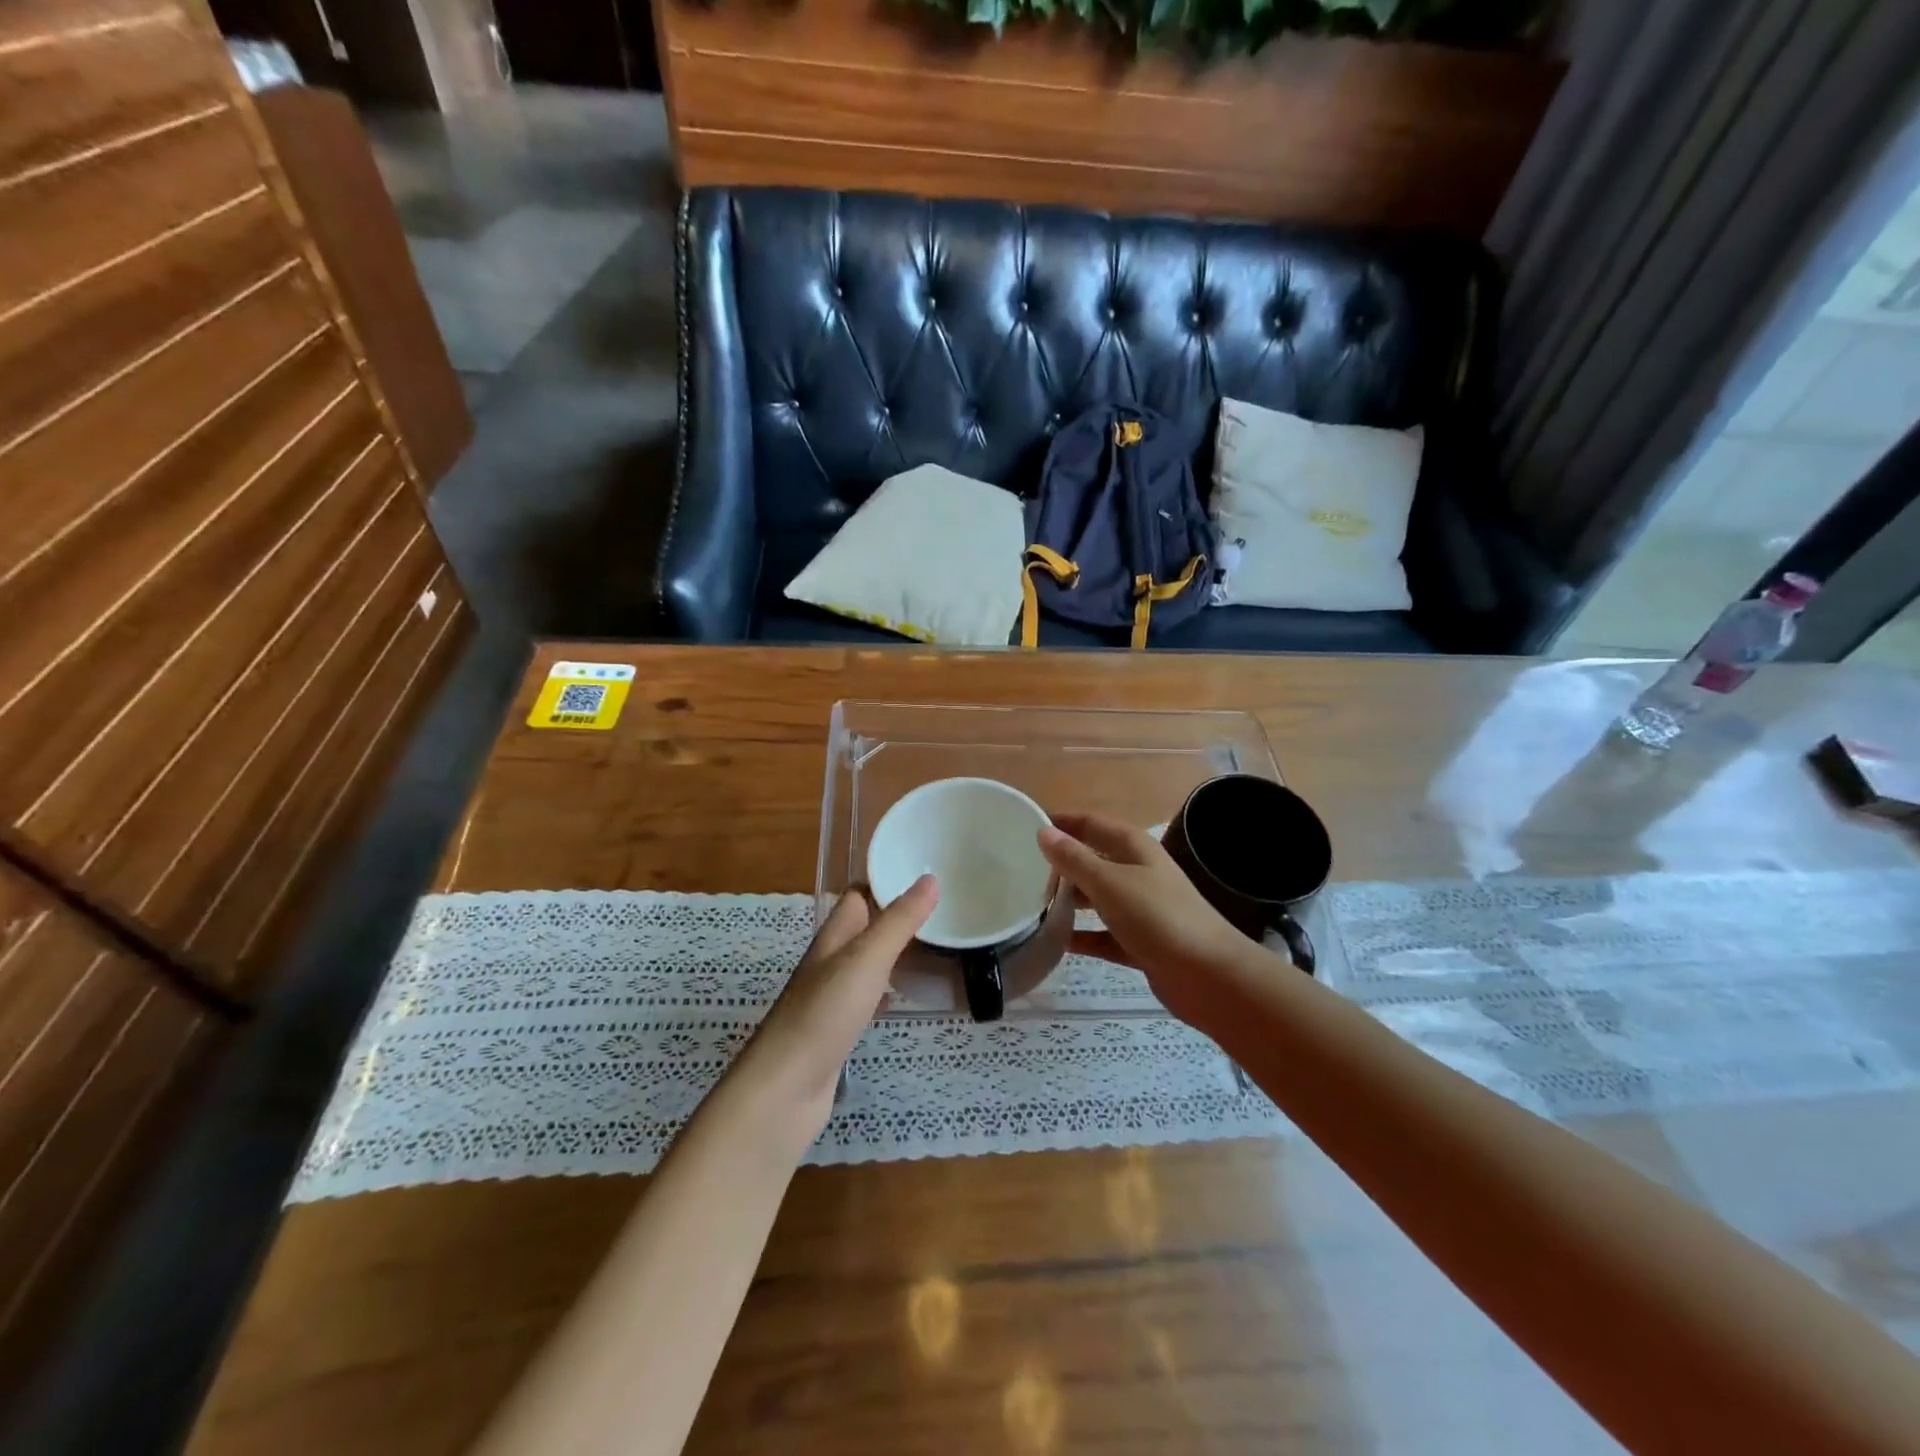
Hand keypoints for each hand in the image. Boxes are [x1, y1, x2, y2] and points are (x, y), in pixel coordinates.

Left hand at [735, 876, 937, 1143]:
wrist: (786, 1089)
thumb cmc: (824, 1014)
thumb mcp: (867, 959)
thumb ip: (898, 921)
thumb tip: (929, 878)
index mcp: (835, 935)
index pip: (859, 894)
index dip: (887, 878)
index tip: (926, 870)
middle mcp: (832, 959)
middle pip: (868, 926)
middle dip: (901, 915)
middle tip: (947, 909)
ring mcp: (834, 994)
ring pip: (872, 960)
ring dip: (900, 951)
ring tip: (941, 945)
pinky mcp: (841, 1027)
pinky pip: (873, 995)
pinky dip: (895, 988)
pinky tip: (915, 994)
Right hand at [1038, 814, 1254, 1023]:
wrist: (1207, 975)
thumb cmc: (1157, 916)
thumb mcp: (1110, 883)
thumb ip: (1075, 859)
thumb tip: (1043, 832)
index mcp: (1133, 847)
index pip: (1090, 823)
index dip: (1061, 822)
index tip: (1024, 826)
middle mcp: (1138, 872)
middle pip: (1093, 859)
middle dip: (1061, 863)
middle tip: (1020, 871)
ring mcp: (1140, 909)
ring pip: (1097, 897)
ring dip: (1069, 900)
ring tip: (1031, 904)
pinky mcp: (1140, 942)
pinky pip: (1103, 934)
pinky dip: (1083, 937)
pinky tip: (1056, 943)